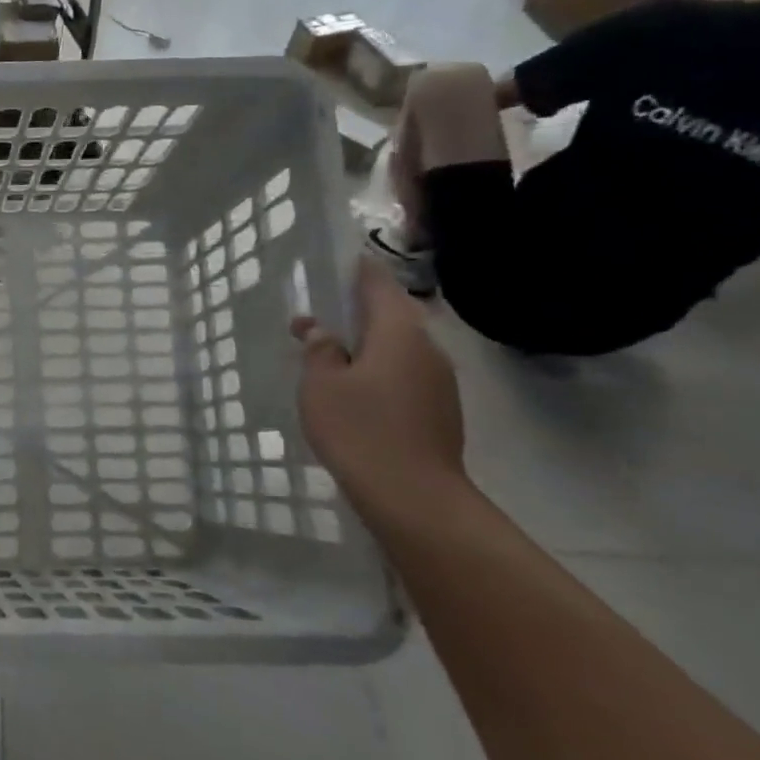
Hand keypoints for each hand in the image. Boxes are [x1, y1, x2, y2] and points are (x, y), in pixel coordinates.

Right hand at [291, 259, 464, 513]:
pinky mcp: (439, 409)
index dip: (358, 270)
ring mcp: (439, 382)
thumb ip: (320, 351)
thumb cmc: (360, 429)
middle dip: (357, 311)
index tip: (338, 262)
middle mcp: (427, 349)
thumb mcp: (321, 385)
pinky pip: (404, 373)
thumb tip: (321, 331)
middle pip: (392, 315)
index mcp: (399, 333)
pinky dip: (378, 368)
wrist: (414, 496)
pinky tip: (353, 388)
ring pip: (399, 347)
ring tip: (329, 352)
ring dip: (367, 343)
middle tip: (320, 314)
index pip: (379, 285)